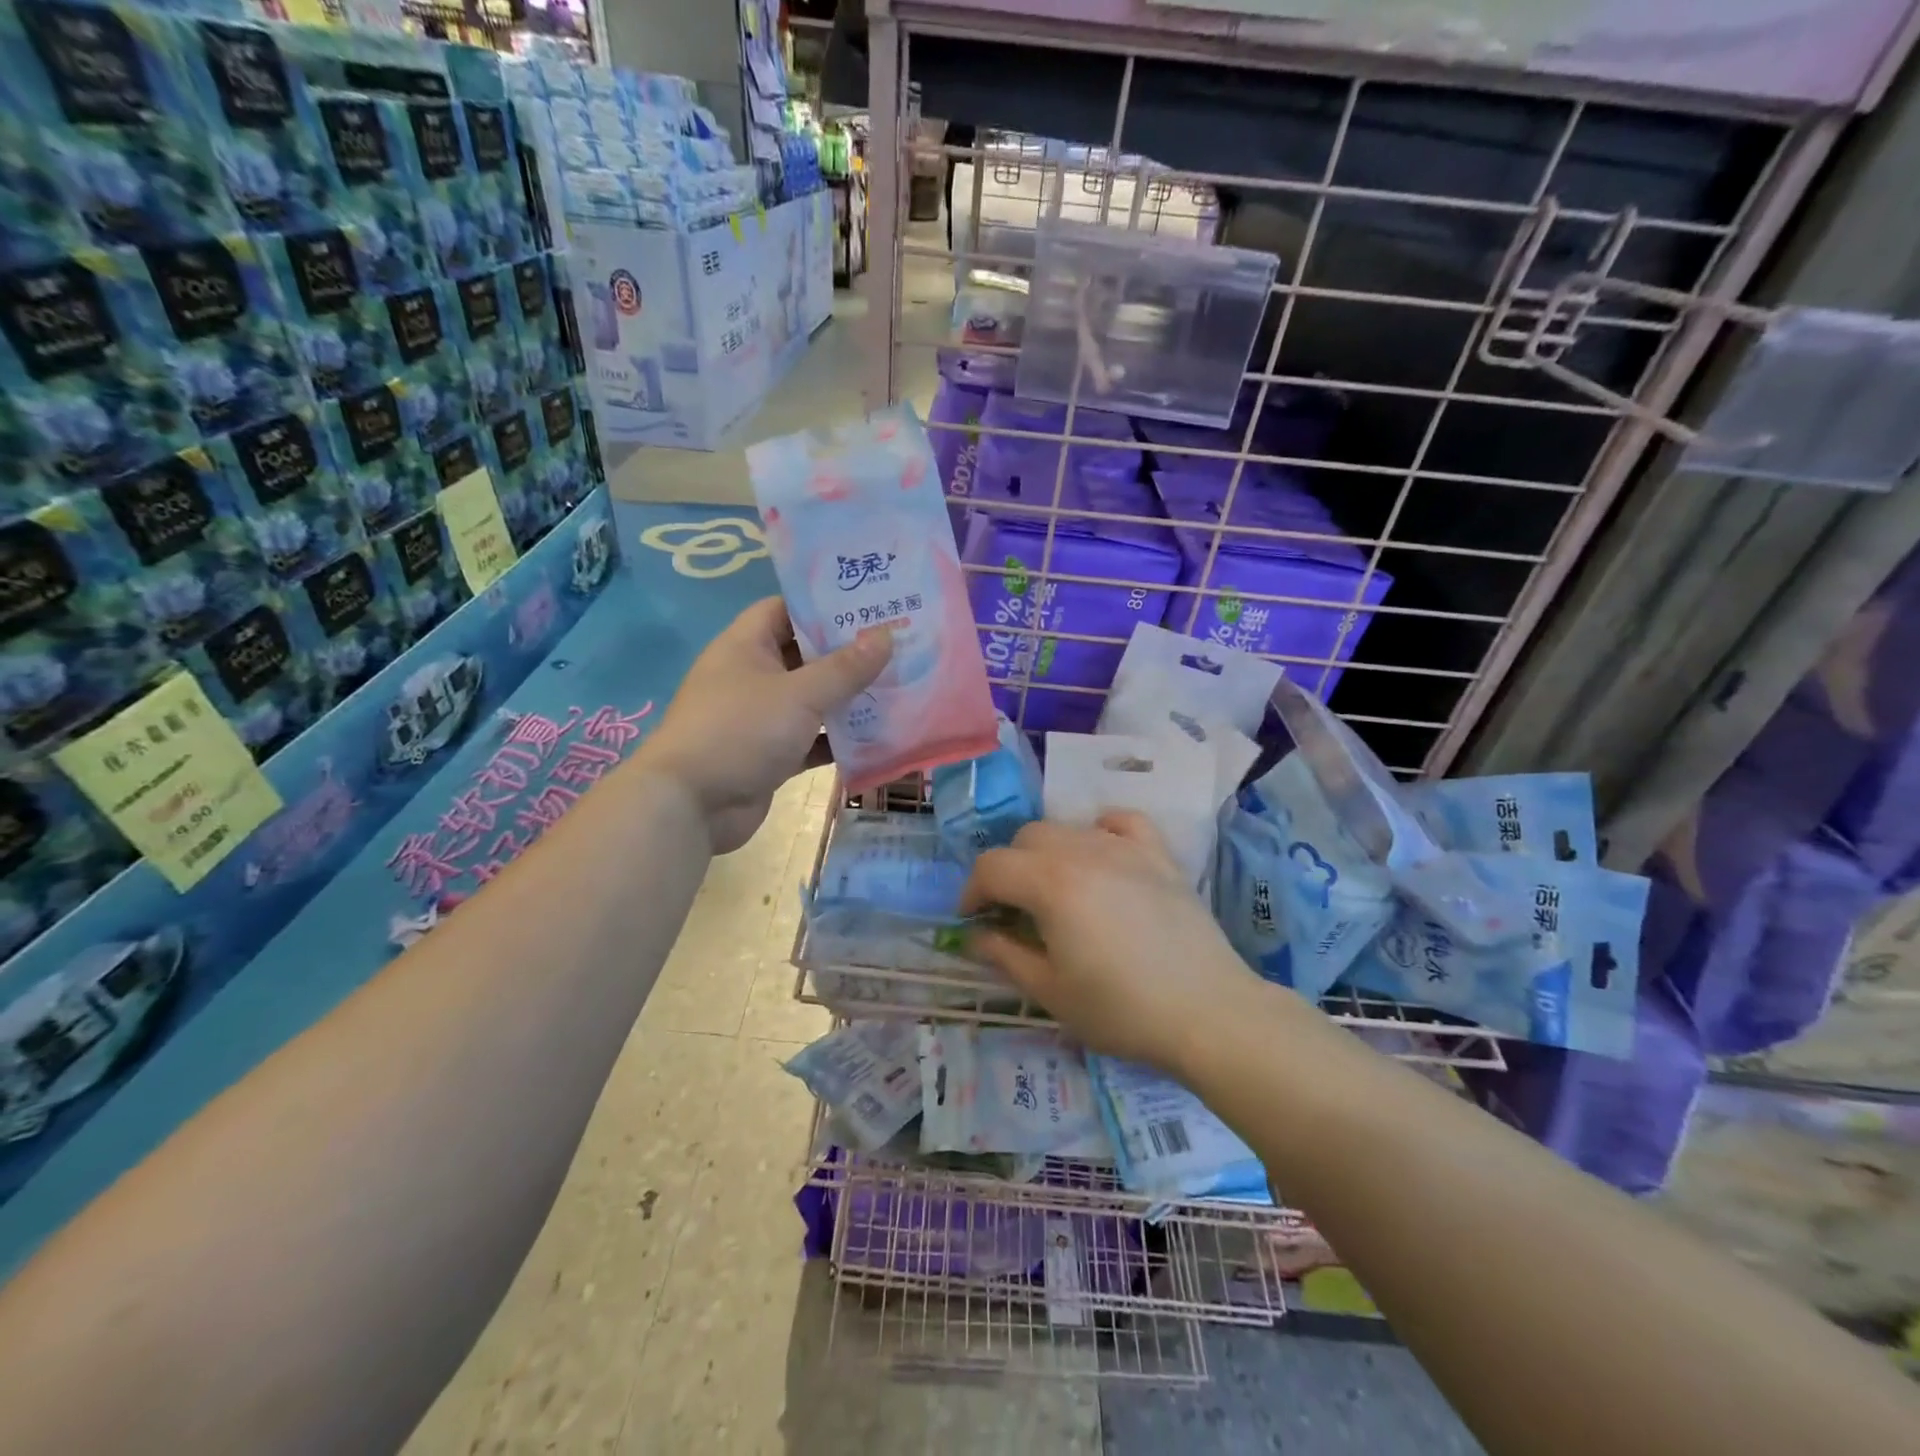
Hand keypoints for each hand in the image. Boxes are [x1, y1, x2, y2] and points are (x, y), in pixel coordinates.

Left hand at [639, 597, 890, 853]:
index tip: (868, 604)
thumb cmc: (741, 732)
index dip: (823, 605)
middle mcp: (752, 676)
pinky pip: (811, 739)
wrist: (691, 806)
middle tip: (896, 645)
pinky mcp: (770, 755)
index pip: (785, 609)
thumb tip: (886, 634)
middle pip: (804, 655)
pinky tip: (877, 737)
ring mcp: (760, 718)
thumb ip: (845, 668)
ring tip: (898, 687)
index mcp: (746, 646)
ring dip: (847, 698)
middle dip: (846, 653)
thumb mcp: (799, 694)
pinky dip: (838, 739)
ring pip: (812, 700)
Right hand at [961, 812, 1259, 1073]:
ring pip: (1067, 827)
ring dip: (1046, 853)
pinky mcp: (1158, 854)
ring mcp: (1125, 848)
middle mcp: (1083, 851)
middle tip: (1012, 910)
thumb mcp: (1050, 991)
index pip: (992, 866)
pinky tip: (1100, 854)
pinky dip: (1100, 830)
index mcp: (1050, 883)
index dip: (972, 892)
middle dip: (1007, 870)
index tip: (973, 921)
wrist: (1208, 1012)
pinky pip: (1121, 821)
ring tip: (1054, 890)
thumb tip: (975, 935)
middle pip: (1025, 839)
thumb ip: (1004, 955)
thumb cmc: (1121, 1009)